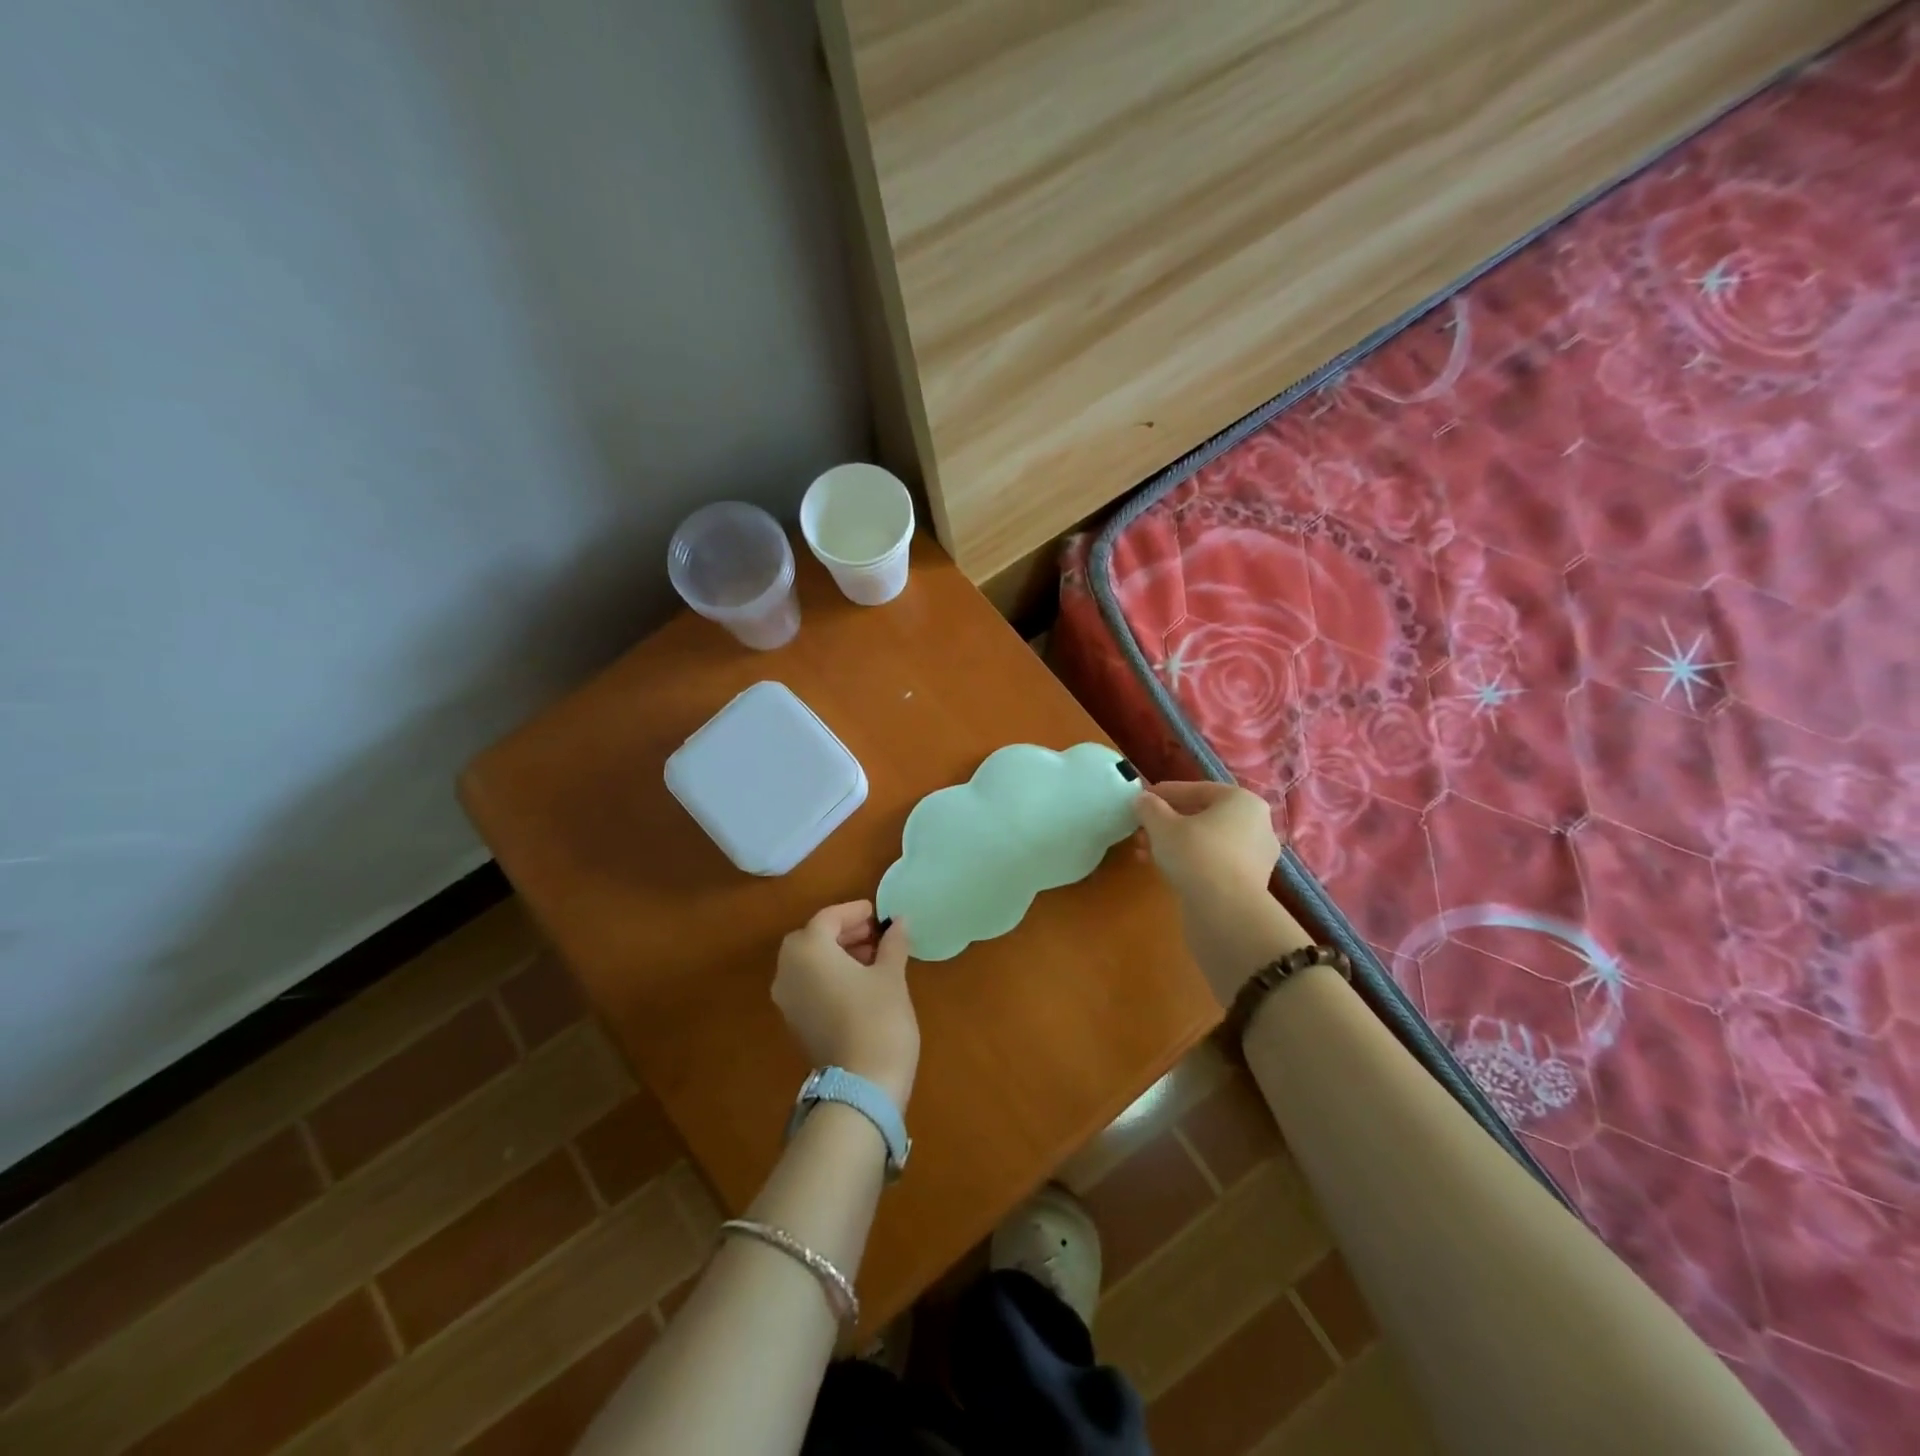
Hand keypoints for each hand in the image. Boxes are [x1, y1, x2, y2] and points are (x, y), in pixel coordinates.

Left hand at [773, 901, 918, 1108]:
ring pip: (808, 963)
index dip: (853, 912)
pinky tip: (859, 982)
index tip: (877, 913)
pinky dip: (828, 975)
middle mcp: (788, 971)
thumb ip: (892, 943)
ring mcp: (787, 1000)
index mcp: (808, 951)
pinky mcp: (795, 1022)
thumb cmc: (878, 1018)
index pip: (827, 919)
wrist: (862, 1086)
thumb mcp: (891, 975)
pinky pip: (808, 984)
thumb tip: (898, 922)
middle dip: (842, 932)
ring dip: (836, 954)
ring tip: (873, 958)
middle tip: (875, 934)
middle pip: (812, 939)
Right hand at [1134, 781, 1280, 908]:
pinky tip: (1164, 870)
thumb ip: (1149, 807)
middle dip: (1166, 823)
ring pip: (1206, 841)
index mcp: (1241, 801)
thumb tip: (1142, 800)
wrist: (1225, 911)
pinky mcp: (1249, 883)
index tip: (1141, 800)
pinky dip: (1189, 862)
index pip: (1197, 789)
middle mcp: (1256, 824)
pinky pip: (1213, 863)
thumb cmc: (1195, 854)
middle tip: (1140, 831)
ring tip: (1144, 853)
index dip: (1164, 793)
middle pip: (1202, 816)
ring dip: (1173, 844)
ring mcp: (1256, 856)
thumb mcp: (1162, 825)